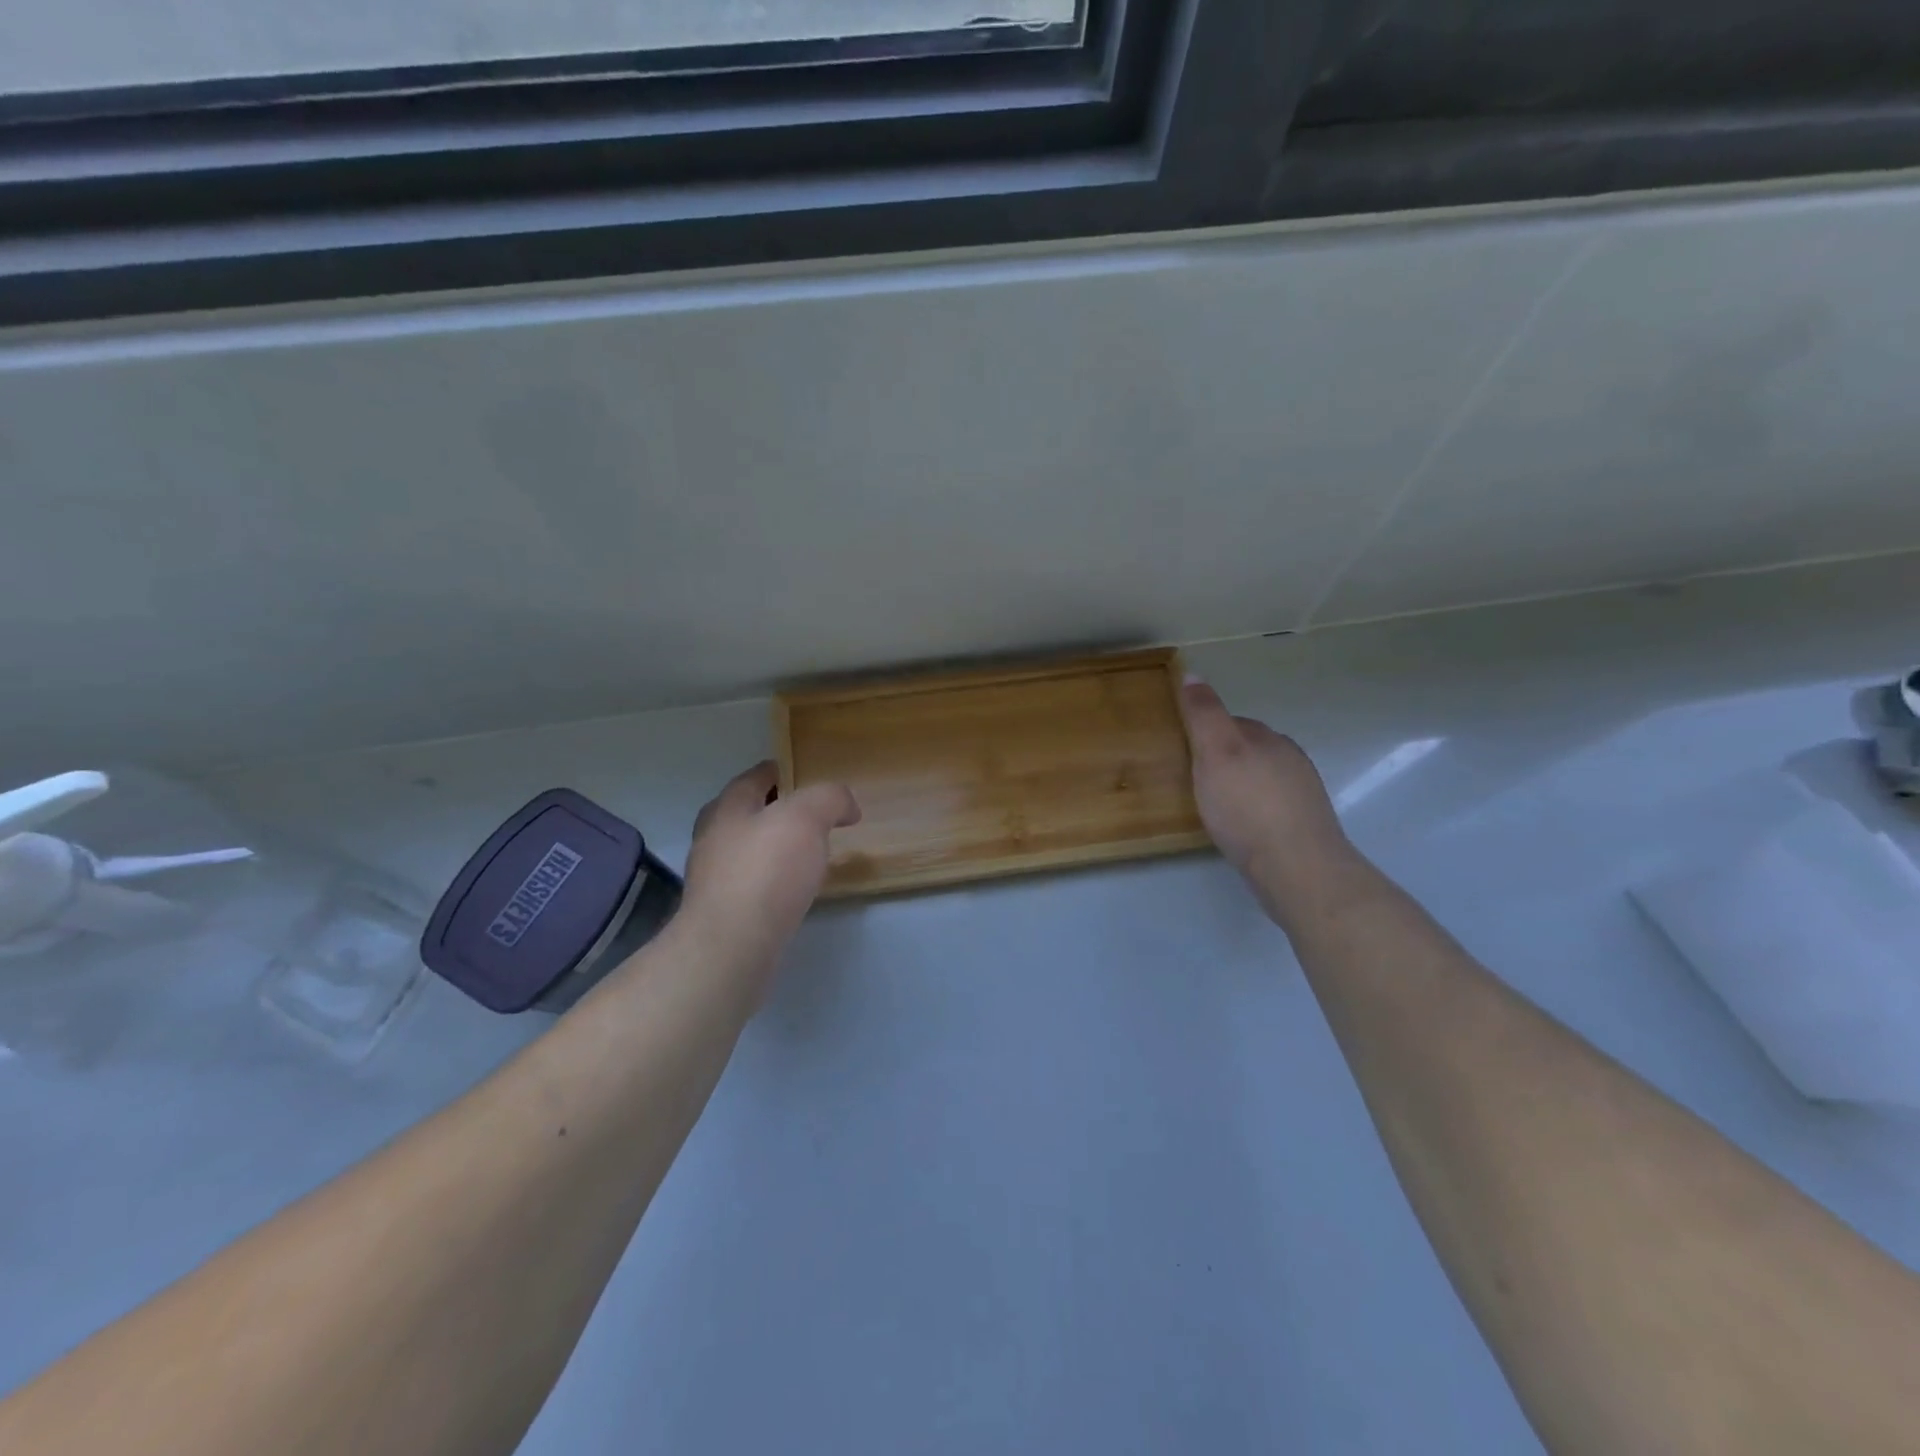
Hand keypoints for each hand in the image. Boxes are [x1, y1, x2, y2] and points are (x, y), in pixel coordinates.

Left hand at [678, 762, 859, 993]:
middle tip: (813, 816)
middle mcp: (714, 838)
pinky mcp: (723, 914)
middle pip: (748, 813)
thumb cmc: (766, 871)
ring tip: (810, 854)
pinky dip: (774, 880)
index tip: (805, 775)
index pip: (754, 777)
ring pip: (749, 850)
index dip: (781, 771)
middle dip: (777, 811)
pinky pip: (753, 885)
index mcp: (728, 807)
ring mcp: (714, 879)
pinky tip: (795, 890)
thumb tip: (846, 805)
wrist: (732, 947)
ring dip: (776, 848)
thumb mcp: (807, 817)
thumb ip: (829, 798)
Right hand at [1178, 678, 1353, 920]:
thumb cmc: (1247, 806)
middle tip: (1194, 780)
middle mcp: (1289, 758)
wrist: (1297, 867)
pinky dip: (1254, 810)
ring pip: (1262, 778)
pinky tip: (1241, 828)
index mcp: (1267, 738)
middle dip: (1225, 758)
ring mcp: (1301, 792)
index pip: (1232, 722)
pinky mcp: (1304, 824)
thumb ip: (1204, 715)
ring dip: (1241, 785)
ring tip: (1216, 806)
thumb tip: (1193, 674)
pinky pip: (1272, 806)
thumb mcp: (1216, 752)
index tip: (1184, 750)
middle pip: (1249, 749)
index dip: (1206, 732)